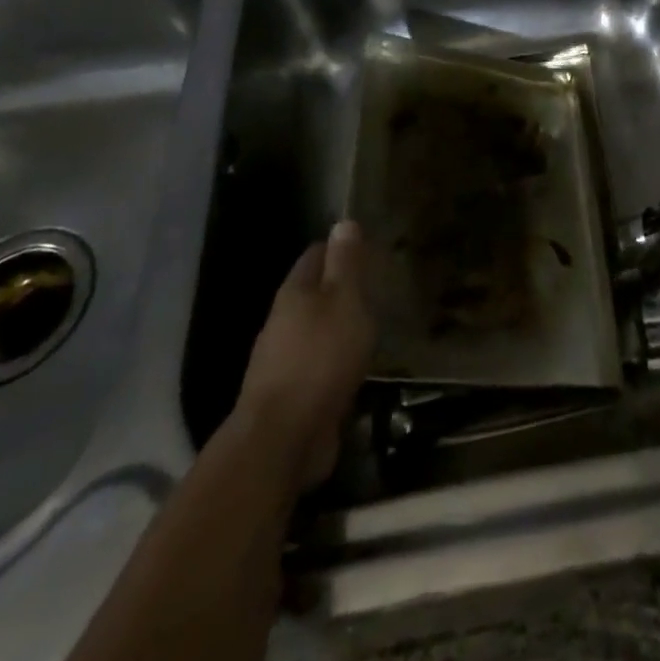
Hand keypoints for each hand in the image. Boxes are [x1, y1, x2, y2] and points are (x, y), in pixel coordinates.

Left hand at [238, 220, 374, 488]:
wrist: (283, 438)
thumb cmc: (321, 357)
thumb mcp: (344, 301)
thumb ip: (345, 264)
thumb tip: (343, 222)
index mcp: (295, 292)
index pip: (316, 254)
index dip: (341, 248)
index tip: (369, 251)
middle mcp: (282, 321)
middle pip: (313, 293)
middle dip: (341, 290)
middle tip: (377, 289)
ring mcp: (282, 360)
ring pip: (315, 331)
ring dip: (338, 328)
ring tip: (372, 328)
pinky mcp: (290, 396)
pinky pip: (318, 367)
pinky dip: (336, 362)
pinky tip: (355, 369)